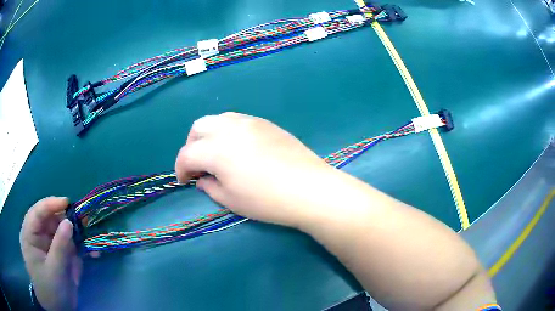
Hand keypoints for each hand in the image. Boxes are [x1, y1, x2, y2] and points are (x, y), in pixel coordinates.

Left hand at [20, 197, 80, 310]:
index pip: (37, 212)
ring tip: (90, 238)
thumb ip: (60, 247)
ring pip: (62, 231)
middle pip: (51, 219)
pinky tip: (93, 253)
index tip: (68, 203)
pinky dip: (81, 248)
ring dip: (76, 234)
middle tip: (84, 221)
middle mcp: (38, 236)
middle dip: (67, 220)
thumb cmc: (51, 291)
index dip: (51, 204)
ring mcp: (50, 245)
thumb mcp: (55, 271)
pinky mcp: (60, 254)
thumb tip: (69, 222)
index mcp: (30, 235)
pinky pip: (70, 245)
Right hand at [175, 112, 339, 226]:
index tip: (184, 181)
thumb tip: (202, 178)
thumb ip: (210, 186)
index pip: (187, 154)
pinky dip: (227, 131)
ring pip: (218, 119)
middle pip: (198, 128)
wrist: (309, 189)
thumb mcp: (231, 200)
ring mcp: (249, 122)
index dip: (181, 168)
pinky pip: (237, 120)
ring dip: (209, 135)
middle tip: (198, 165)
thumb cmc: (267, 200)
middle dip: (191, 146)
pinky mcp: (265, 123)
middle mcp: (229, 128)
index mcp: (216, 149)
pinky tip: (237, 147)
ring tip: (216, 154)